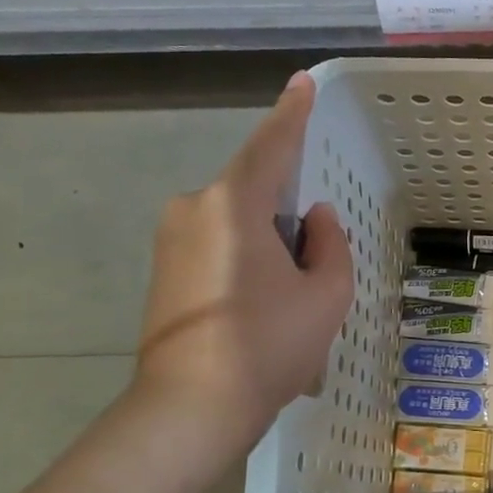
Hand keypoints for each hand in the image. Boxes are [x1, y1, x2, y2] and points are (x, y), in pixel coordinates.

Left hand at [133, 71, 353, 453]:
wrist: (191, 409)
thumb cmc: (269, 345)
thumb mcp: (326, 294)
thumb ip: (330, 244)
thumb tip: (315, 219)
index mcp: (234, 204)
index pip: (272, 146)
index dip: (292, 113)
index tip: (302, 83)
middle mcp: (193, 208)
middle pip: (256, 194)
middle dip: (289, 221)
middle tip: (311, 276)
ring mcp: (170, 239)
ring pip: (238, 225)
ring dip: (270, 249)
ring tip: (286, 307)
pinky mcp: (161, 269)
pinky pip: (218, 246)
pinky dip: (247, 265)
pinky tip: (259, 314)